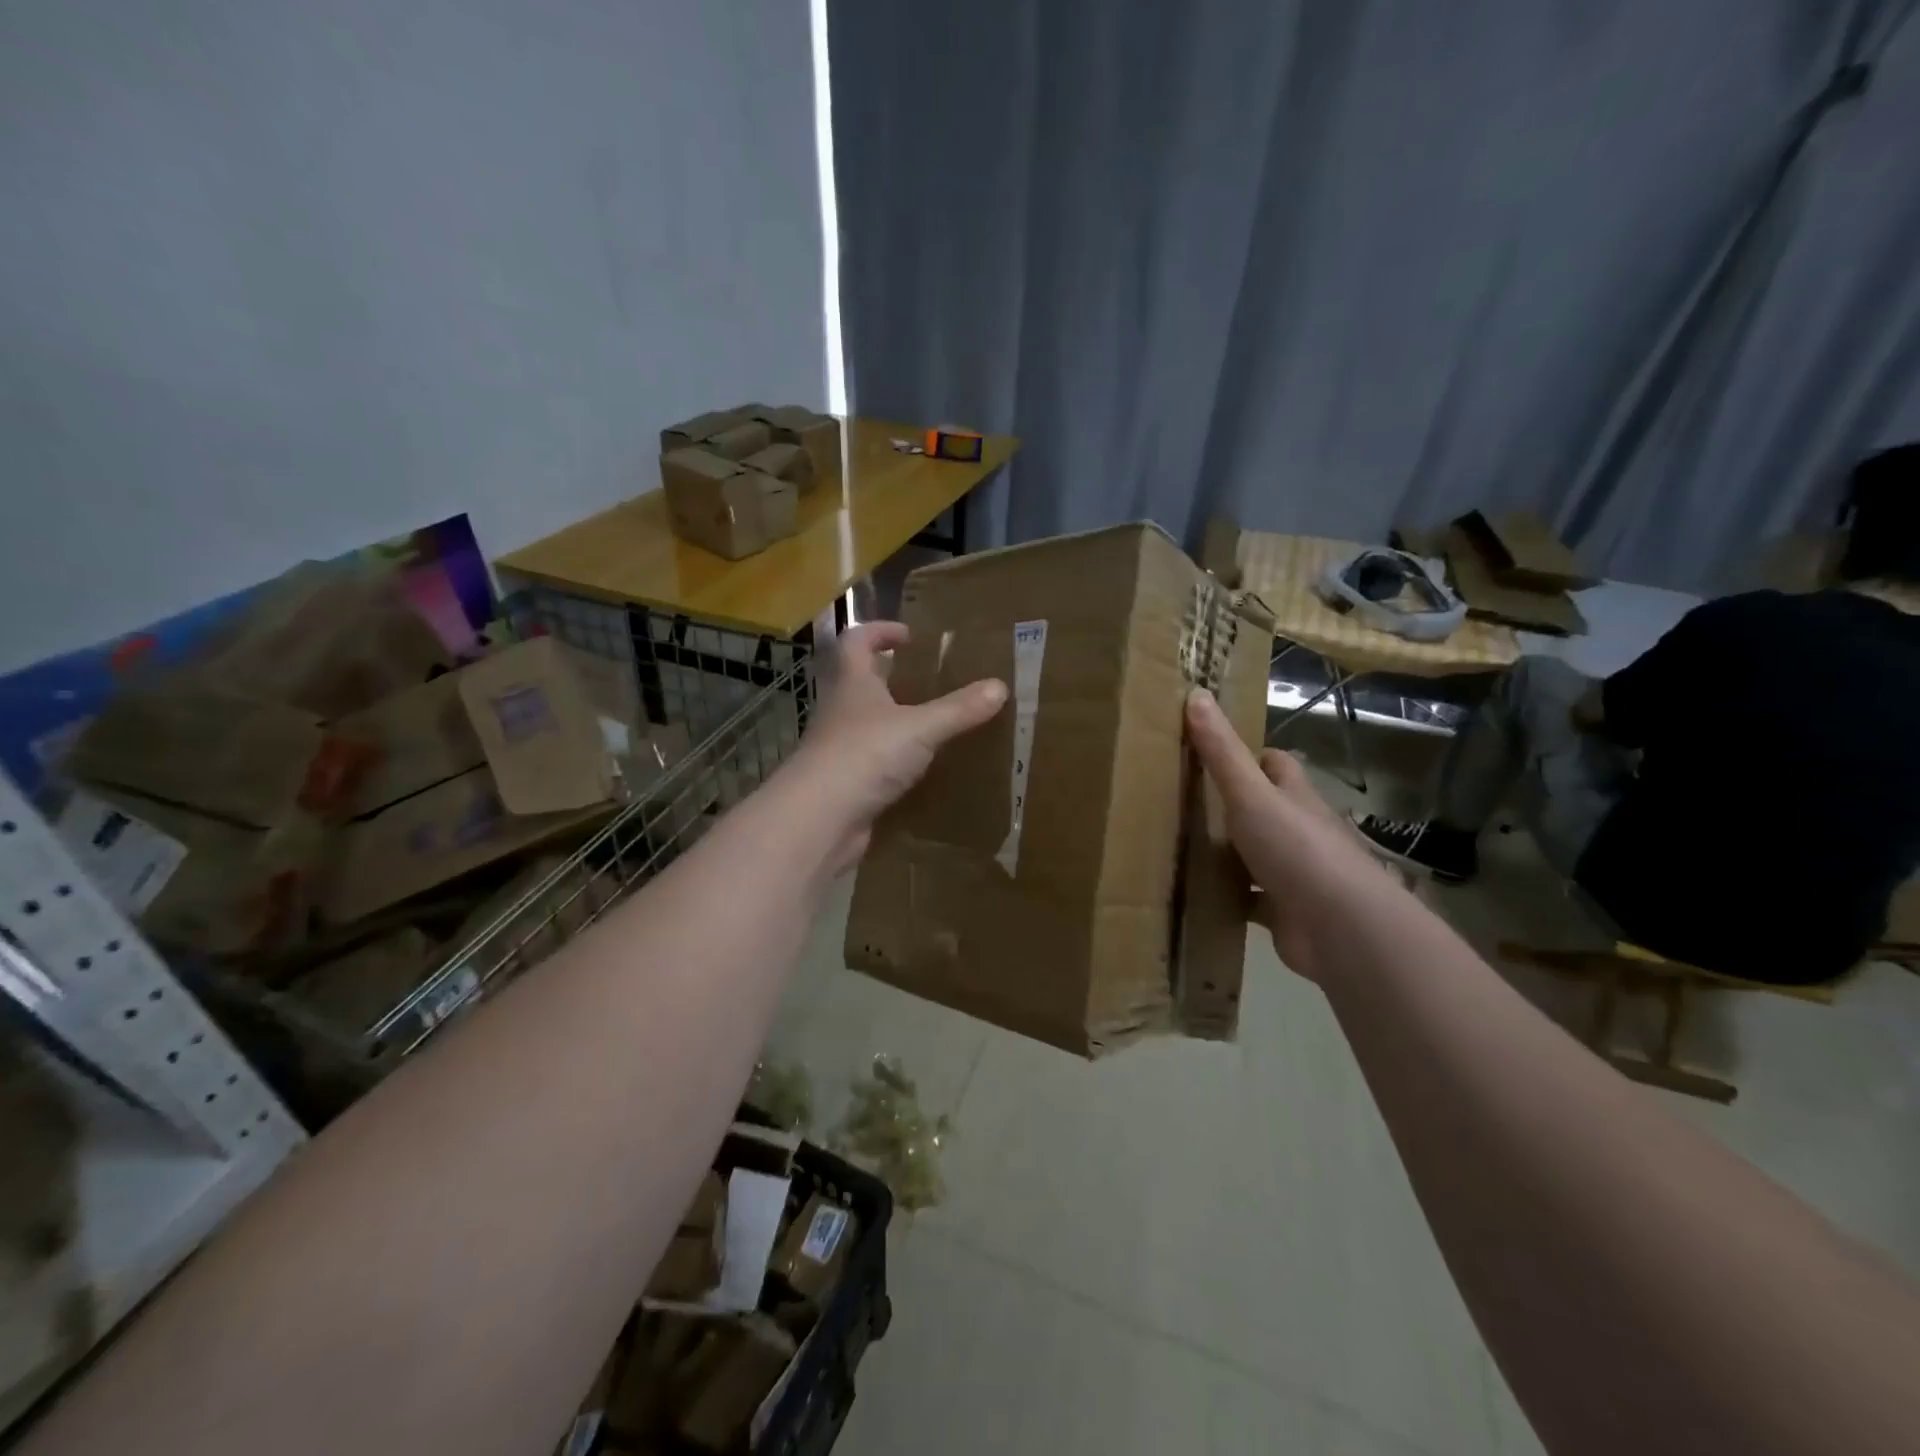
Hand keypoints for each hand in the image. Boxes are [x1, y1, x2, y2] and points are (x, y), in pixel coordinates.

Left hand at [788, 622, 1006, 865]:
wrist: (820, 819)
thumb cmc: (865, 755)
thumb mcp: (920, 728)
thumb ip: (959, 709)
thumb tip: (1000, 686)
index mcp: (852, 684)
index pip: (857, 641)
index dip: (880, 631)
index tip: (910, 636)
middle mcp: (841, 711)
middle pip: (863, 683)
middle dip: (894, 679)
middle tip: (933, 683)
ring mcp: (840, 750)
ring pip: (870, 726)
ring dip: (897, 723)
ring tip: (937, 726)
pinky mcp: (846, 784)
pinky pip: (875, 765)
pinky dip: (898, 764)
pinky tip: (925, 772)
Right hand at [1184, 688, 1397, 978]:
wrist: (1340, 927)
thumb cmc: (1297, 849)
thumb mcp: (1250, 793)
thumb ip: (1221, 751)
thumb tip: (1196, 692)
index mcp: (1295, 796)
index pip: (1276, 764)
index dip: (1250, 756)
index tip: (1211, 754)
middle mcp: (1299, 830)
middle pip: (1265, 808)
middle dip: (1232, 805)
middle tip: (1182, 801)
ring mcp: (1295, 872)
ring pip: (1256, 854)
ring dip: (1228, 853)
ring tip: (1178, 846)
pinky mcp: (1285, 911)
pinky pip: (1250, 898)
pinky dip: (1228, 896)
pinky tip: (1197, 895)